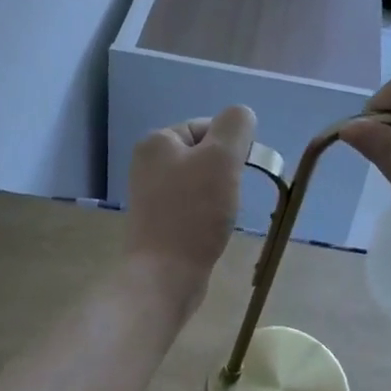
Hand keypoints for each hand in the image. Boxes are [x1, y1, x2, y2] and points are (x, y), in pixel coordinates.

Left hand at [124, 106, 256, 298]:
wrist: (165, 274)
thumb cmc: (194, 212)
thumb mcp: (222, 158)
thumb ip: (236, 126)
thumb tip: (242, 115)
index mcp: (157, 141)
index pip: (209, 127)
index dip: (232, 147)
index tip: (239, 173)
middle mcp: (148, 162)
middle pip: (205, 154)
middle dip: (226, 172)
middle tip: (231, 195)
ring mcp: (151, 194)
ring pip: (201, 181)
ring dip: (219, 194)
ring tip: (221, 216)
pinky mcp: (159, 221)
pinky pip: (193, 206)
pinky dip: (207, 214)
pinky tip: (211, 230)